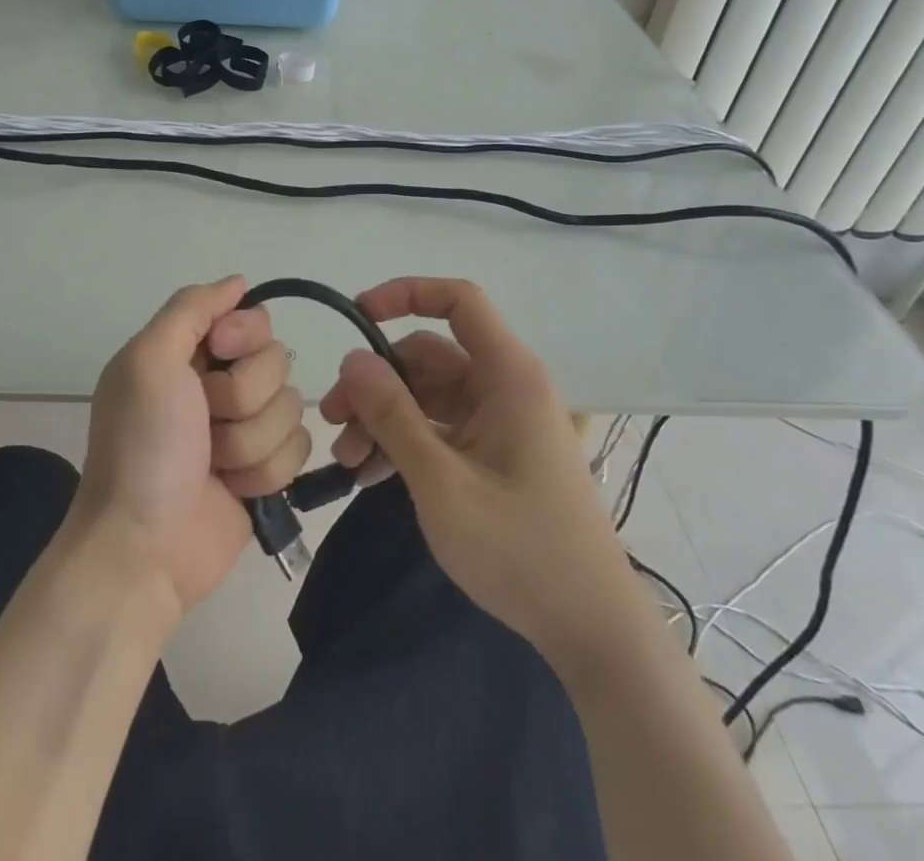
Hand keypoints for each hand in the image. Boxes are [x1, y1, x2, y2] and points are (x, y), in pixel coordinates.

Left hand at [70, 275, 311, 615]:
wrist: (143, 550)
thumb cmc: (142, 448)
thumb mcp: (148, 361)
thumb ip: (191, 308)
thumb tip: (240, 281)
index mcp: (190, 352)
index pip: (253, 318)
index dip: (244, 337)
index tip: (218, 358)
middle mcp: (220, 383)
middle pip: (278, 362)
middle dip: (243, 398)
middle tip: (204, 423)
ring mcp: (246, 429)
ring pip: (292, 408)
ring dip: (250, 442)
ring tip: (213, 466)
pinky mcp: (266, 471)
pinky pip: (299, 450)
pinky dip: (264, 472)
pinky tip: (233, 491)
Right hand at [322, 277, 631, 664]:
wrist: (591, 630)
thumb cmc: (520, 550)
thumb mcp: (442, 483)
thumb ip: (393, 416)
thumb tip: (352, 359)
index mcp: (508, 375)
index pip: (459, 301)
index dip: (407, 294)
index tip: (357, 315)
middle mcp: (505, 387)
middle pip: (428, 357)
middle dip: (376, 382)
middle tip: (333, 420)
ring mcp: (499, 423)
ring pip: (427, 395)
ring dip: (383, 418)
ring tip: (346, 460)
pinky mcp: (494, 454)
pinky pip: (439, 428)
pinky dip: (404, 442)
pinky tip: (369, 475)